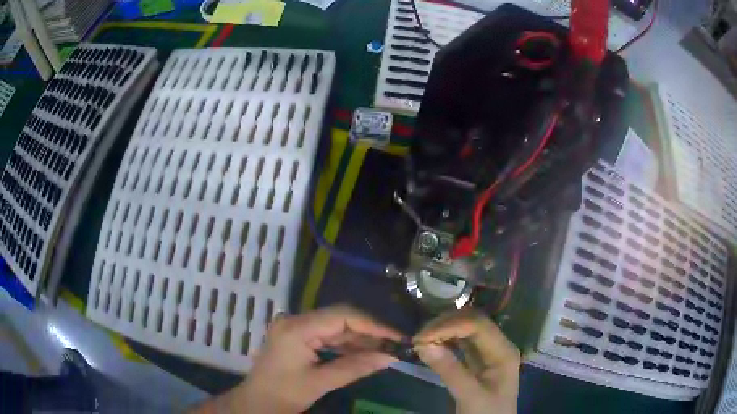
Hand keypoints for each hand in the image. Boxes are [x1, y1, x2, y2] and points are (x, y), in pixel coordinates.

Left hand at [227, 305, 400, 412]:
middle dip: (369, 332)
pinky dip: (347, 346)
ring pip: (336, 327)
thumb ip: (355, 367)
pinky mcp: (297, 337)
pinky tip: (364, 353)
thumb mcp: (320, 383)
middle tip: (395, 345)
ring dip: (360, 339)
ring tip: (385, 350)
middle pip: (340, 319)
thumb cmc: (283, 395)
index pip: (342, 315)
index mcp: (297, 328)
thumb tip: (390, 357)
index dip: (373, 324)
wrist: (256, 403)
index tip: (397, 336)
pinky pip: (327, 336)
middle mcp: (296, 320)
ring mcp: (295, 328)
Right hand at [414, 310, 520, 413]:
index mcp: (503, 351)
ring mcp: (488, 352)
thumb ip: (450, 371)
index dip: (449, 326)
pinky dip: (445, 340)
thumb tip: (424, 345)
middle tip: (419, 338)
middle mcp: (498, 345)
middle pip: (472, 321)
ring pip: (465, 329)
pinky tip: (432, 345)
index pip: (478, 325)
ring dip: (443, 330)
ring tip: (422, 340)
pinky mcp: (478, 360)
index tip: (422, 338)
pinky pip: (461, 342)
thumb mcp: (470, 396)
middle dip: (445, 325)